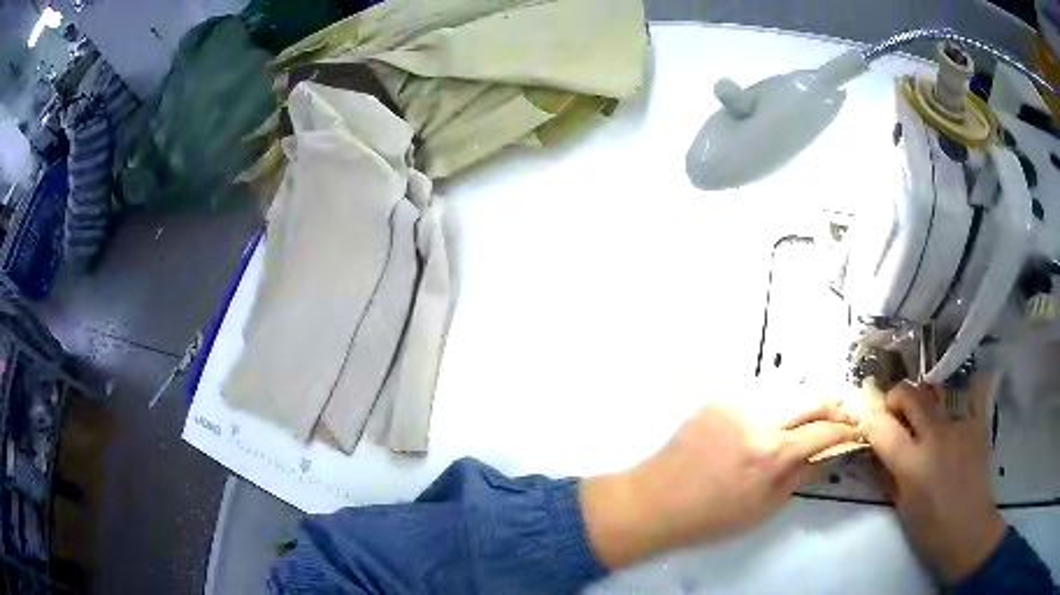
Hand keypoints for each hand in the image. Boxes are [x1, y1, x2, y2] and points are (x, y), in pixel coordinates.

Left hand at [581, 401, 858, 567]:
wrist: (653, 501)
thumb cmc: (710, 516)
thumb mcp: (763, 508)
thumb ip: (799, 477)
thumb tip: (826, 457)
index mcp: (772, 453)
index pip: (823, 431)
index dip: (844, 429)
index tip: (855, 429)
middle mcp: (758, 419)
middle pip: (809, 397)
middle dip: (831, 405)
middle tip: (840, 413)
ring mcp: (734, 404)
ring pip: (784, 393)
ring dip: (800, 404)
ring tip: (807, 418)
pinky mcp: (715, 399)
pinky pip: (754, 398)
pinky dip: (769, 407)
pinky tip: (768, 420)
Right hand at [860, 380, 1004, 582]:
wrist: (968, 530)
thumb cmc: (930, 529)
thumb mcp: (902, 507)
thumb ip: (889, 476)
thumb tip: (877, 454)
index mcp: (911, 463)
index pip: (882, 428)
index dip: (869, 419)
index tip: (864, 418)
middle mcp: (934, 436)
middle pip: (910, 395)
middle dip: (895, 397)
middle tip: (893, 410)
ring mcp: (959, 425)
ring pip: (936, 390)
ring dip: (923, 395)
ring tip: (923, 409)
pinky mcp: (978, 423)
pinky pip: (975, 392)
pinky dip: (969, 387)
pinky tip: (965, 389)